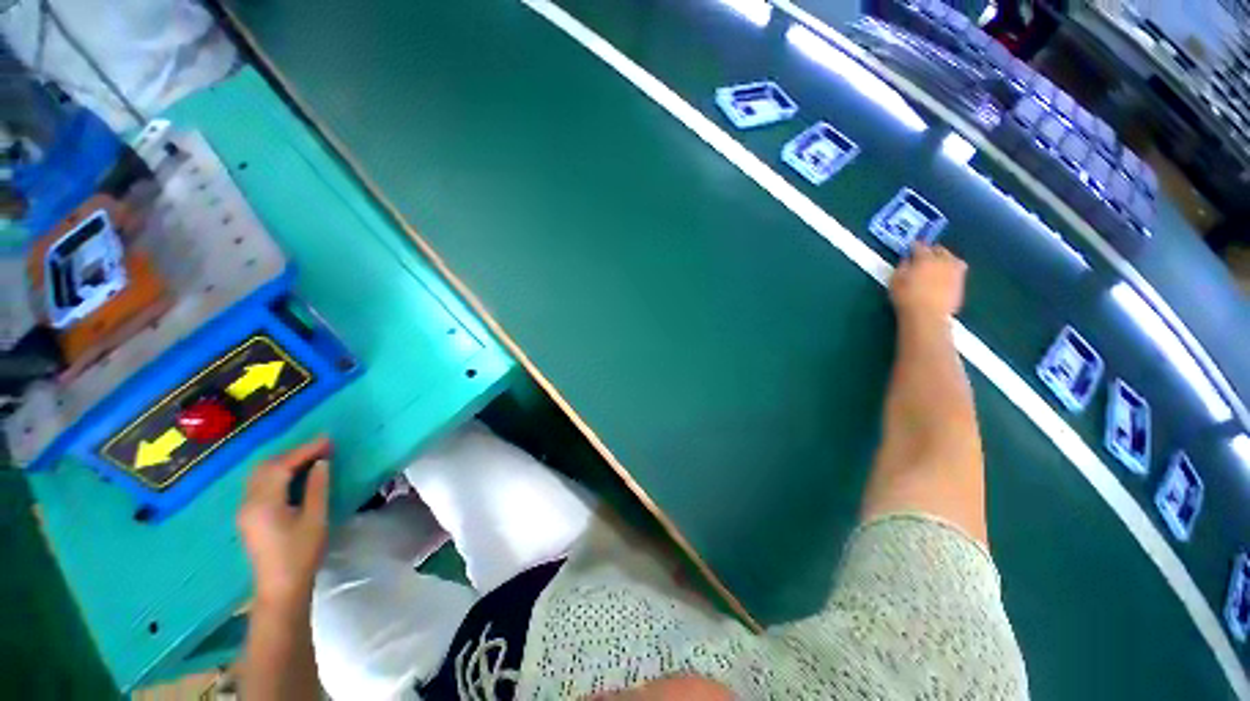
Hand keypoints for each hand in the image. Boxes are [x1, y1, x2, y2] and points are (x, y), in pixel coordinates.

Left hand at [237, 438, 332, 607]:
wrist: (280, 587)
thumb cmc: (301, 553)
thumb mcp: (315, 518)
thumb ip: (317, 487)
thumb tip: (321, 462)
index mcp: (264, 503)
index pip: (282, 466)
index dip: (305, 450)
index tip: (328, 440)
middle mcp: (248, 502)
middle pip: (265, 467)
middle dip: (293, 452)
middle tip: (320, 446)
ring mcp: (245, 510)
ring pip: (260, 474)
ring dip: (283, 461)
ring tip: (310, 456)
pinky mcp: (248, 516)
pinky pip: (259, 484)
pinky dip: (276, 472)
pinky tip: (293, 474)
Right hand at [889, 244, 966, 321]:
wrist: (927, 316)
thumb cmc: (906, 298)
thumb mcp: (895, 282)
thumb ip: (902, 268)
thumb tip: (907, 261)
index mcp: (925, 259)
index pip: (920, 247)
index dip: (914, 246)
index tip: (910, 247)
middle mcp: (942, 261)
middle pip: (940, 250)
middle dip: (932, 250)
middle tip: (925, 254)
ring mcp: (954, 271)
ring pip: (952, 258)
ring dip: (945, 258)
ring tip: (938, 262)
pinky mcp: (961, 283)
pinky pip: (958, 270)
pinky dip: (951, 269)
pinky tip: (944, 275)